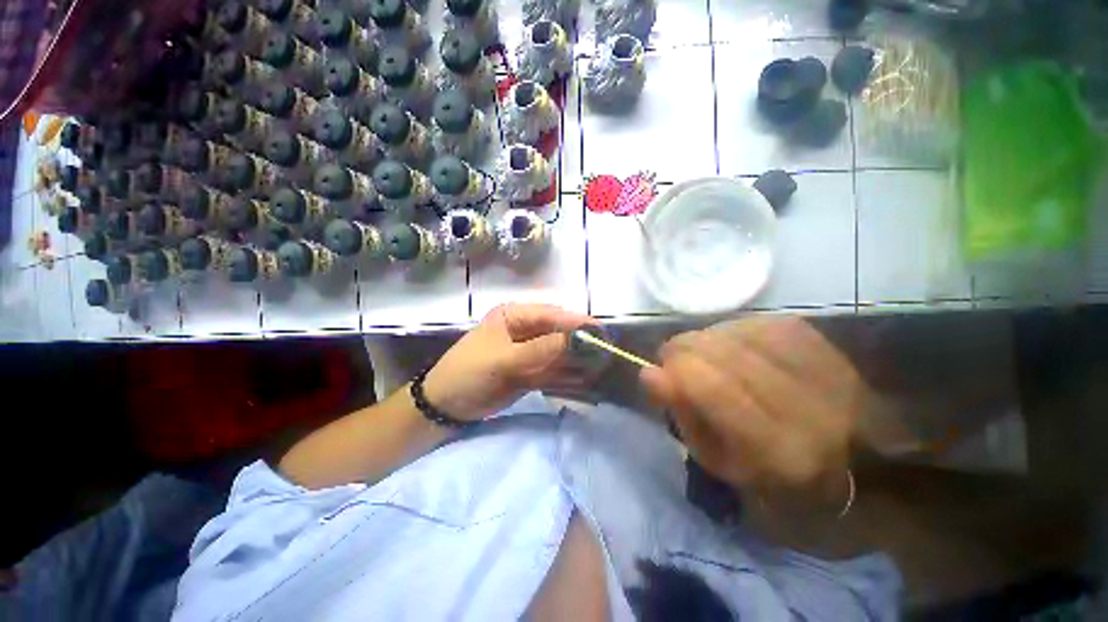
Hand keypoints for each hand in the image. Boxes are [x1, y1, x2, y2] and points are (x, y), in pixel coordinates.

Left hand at [424, 303, 593, 420]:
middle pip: (559, 332)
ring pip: (559, 351)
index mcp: (514, 316)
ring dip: (577, 360)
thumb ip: (541, 349)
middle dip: (580, 343)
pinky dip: (568, 374)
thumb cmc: (469, 374)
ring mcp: (528, 350)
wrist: (446, 406)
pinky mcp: (530, 369)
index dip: (576, 323)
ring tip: (601, 368)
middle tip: (605, 353)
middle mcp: (524, 328)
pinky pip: (554, 369)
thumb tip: (578, 338)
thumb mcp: (503, 360)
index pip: (552, 315)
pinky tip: (584, 380)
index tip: (601, 333)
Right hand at [640, 316, 867, 516]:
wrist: (849, 456)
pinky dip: (729, 331)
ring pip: (734, 330)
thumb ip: (680, 412)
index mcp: (778, 450)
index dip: (676, 370)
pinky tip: (730, 345)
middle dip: (683, 349)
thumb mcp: (713, 457)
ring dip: (705, 340)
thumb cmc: (767, 469)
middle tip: (677, 361)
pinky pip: (753, 321)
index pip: (712, 387)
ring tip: (705, 356)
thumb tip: (649, 372)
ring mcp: (819, 364)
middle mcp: (806, 404)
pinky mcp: (820, 340)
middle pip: (721, 350)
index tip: (659, 370)